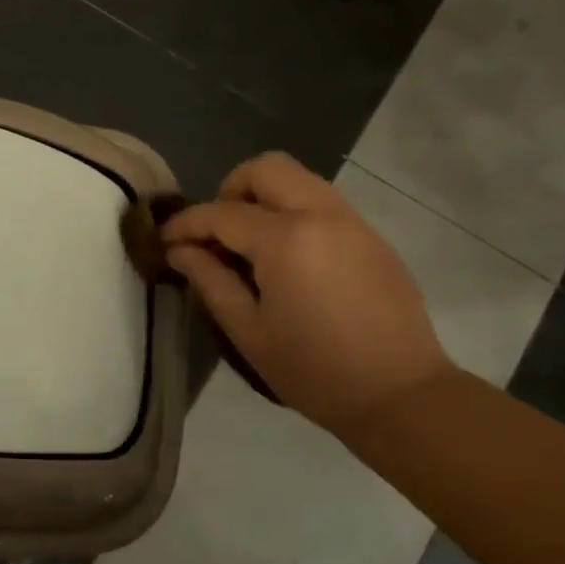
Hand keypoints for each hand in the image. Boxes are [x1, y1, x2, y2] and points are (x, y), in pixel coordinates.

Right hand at [162, 152, 451, 442]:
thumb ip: (211, 281)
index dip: (187, 223)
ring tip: (249, 244)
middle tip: (217, 232)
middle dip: (230, 190)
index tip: (165, 239)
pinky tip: (288, 258)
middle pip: (267, 168)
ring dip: (265, 197)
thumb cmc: (314, 371)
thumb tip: (180, 250)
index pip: (222, 213)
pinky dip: (294, 212)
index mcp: (286, 240)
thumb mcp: (249, 332)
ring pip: (299, 179)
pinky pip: (323, 203)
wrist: (400, 395)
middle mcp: (321, 214)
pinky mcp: (372, 237)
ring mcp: (352, 221)